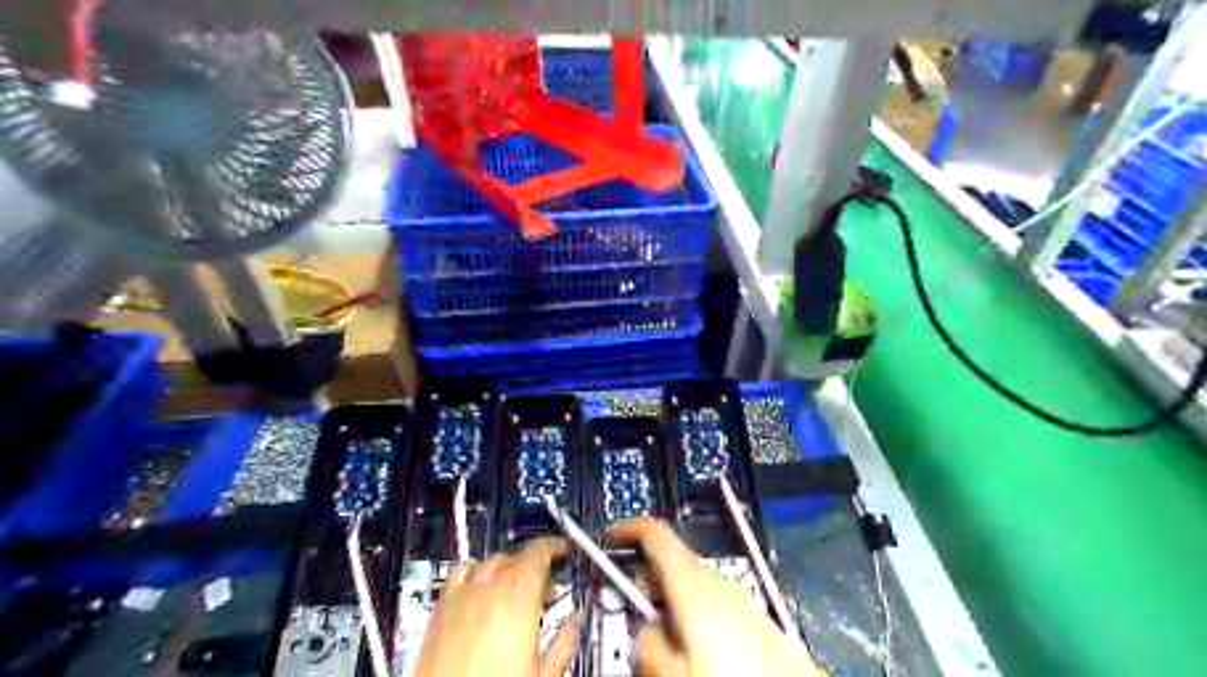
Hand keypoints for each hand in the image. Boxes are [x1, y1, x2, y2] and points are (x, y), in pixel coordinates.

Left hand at [419, 540, 576, 676]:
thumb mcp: (542, 675)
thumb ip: (563, 644)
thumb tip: (575, 625)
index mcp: (517, 603)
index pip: (538, 556)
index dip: (552, 548)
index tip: (561, 550)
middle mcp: (487, 593)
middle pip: (515, 557)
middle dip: (533, 564)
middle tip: (546, 583)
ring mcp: (460, 599)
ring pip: (488, 561)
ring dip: (506, 566)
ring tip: (515, 586)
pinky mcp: (439, 612)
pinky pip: (458, 574)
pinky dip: (474, 571)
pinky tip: (480, 587)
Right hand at [610, 518, 825, 675]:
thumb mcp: (671, 672)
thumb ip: (648, 643)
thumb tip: (646, 633)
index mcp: (694, 587)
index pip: (656, 534)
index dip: (628, 529)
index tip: (611, 537)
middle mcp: (722, 585)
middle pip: (675, 561)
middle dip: (649, 579)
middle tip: (633, 607)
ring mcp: (744, 600)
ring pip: (697, 584)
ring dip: (675, 600)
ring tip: (666, 637)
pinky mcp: (761, 620)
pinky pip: (720, 604)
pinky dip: (701, 613)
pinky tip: (702, 650)